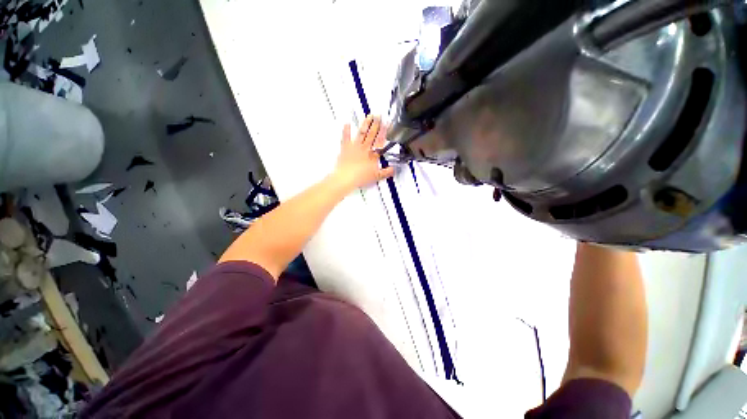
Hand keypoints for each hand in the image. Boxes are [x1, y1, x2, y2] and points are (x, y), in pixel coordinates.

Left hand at [332, 115, 394, 190]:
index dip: (384, 132)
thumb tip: (393, 170)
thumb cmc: (361, 177)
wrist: (347, 177)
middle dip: (376, 124)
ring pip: (362, 133)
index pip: (380, 141)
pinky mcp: (345, 149)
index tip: (386, 124)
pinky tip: (347, 123)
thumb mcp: (376, 176)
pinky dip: (346, 131)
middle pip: (371, 134)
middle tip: (379, 116)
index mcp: (372, 155)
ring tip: (369, 116)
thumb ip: (385, 172)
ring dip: (365, 124)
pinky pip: (346, 138)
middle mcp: (364, 149)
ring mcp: (355, 147)